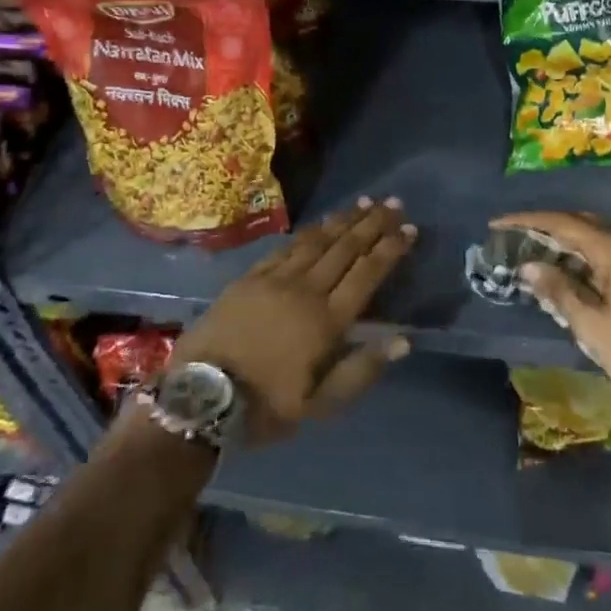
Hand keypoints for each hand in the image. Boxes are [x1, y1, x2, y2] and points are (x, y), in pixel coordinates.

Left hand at [172, 197, 415, 443]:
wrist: (200, 396)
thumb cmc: (266, 406)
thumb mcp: (320, 405)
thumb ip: (362, 370)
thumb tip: (403, 340)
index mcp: (327, 320)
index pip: (367, 274)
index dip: (390, 249)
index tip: (410, 228)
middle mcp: (307, 290)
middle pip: (346, 248)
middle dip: (373, 224)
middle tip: (393, 204)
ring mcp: (276, 279)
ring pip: (318, 241)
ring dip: (344, 220)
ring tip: (364, 203)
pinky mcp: (251, 277)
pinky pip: (287, 246)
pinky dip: (309, 231)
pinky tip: (320, 223)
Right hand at [492, 211, 610, 414]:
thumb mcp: (592, 325)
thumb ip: (559, 290)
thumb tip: (529, 266)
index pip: (562, 223)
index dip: (527, 222)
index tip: (497, 224)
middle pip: (580, 224)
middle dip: (546, 228)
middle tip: (516, 237)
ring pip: (596, 239)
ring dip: (566, 244)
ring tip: (537, 254)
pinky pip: (610, 255)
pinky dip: (585, 258)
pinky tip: (571, 273)